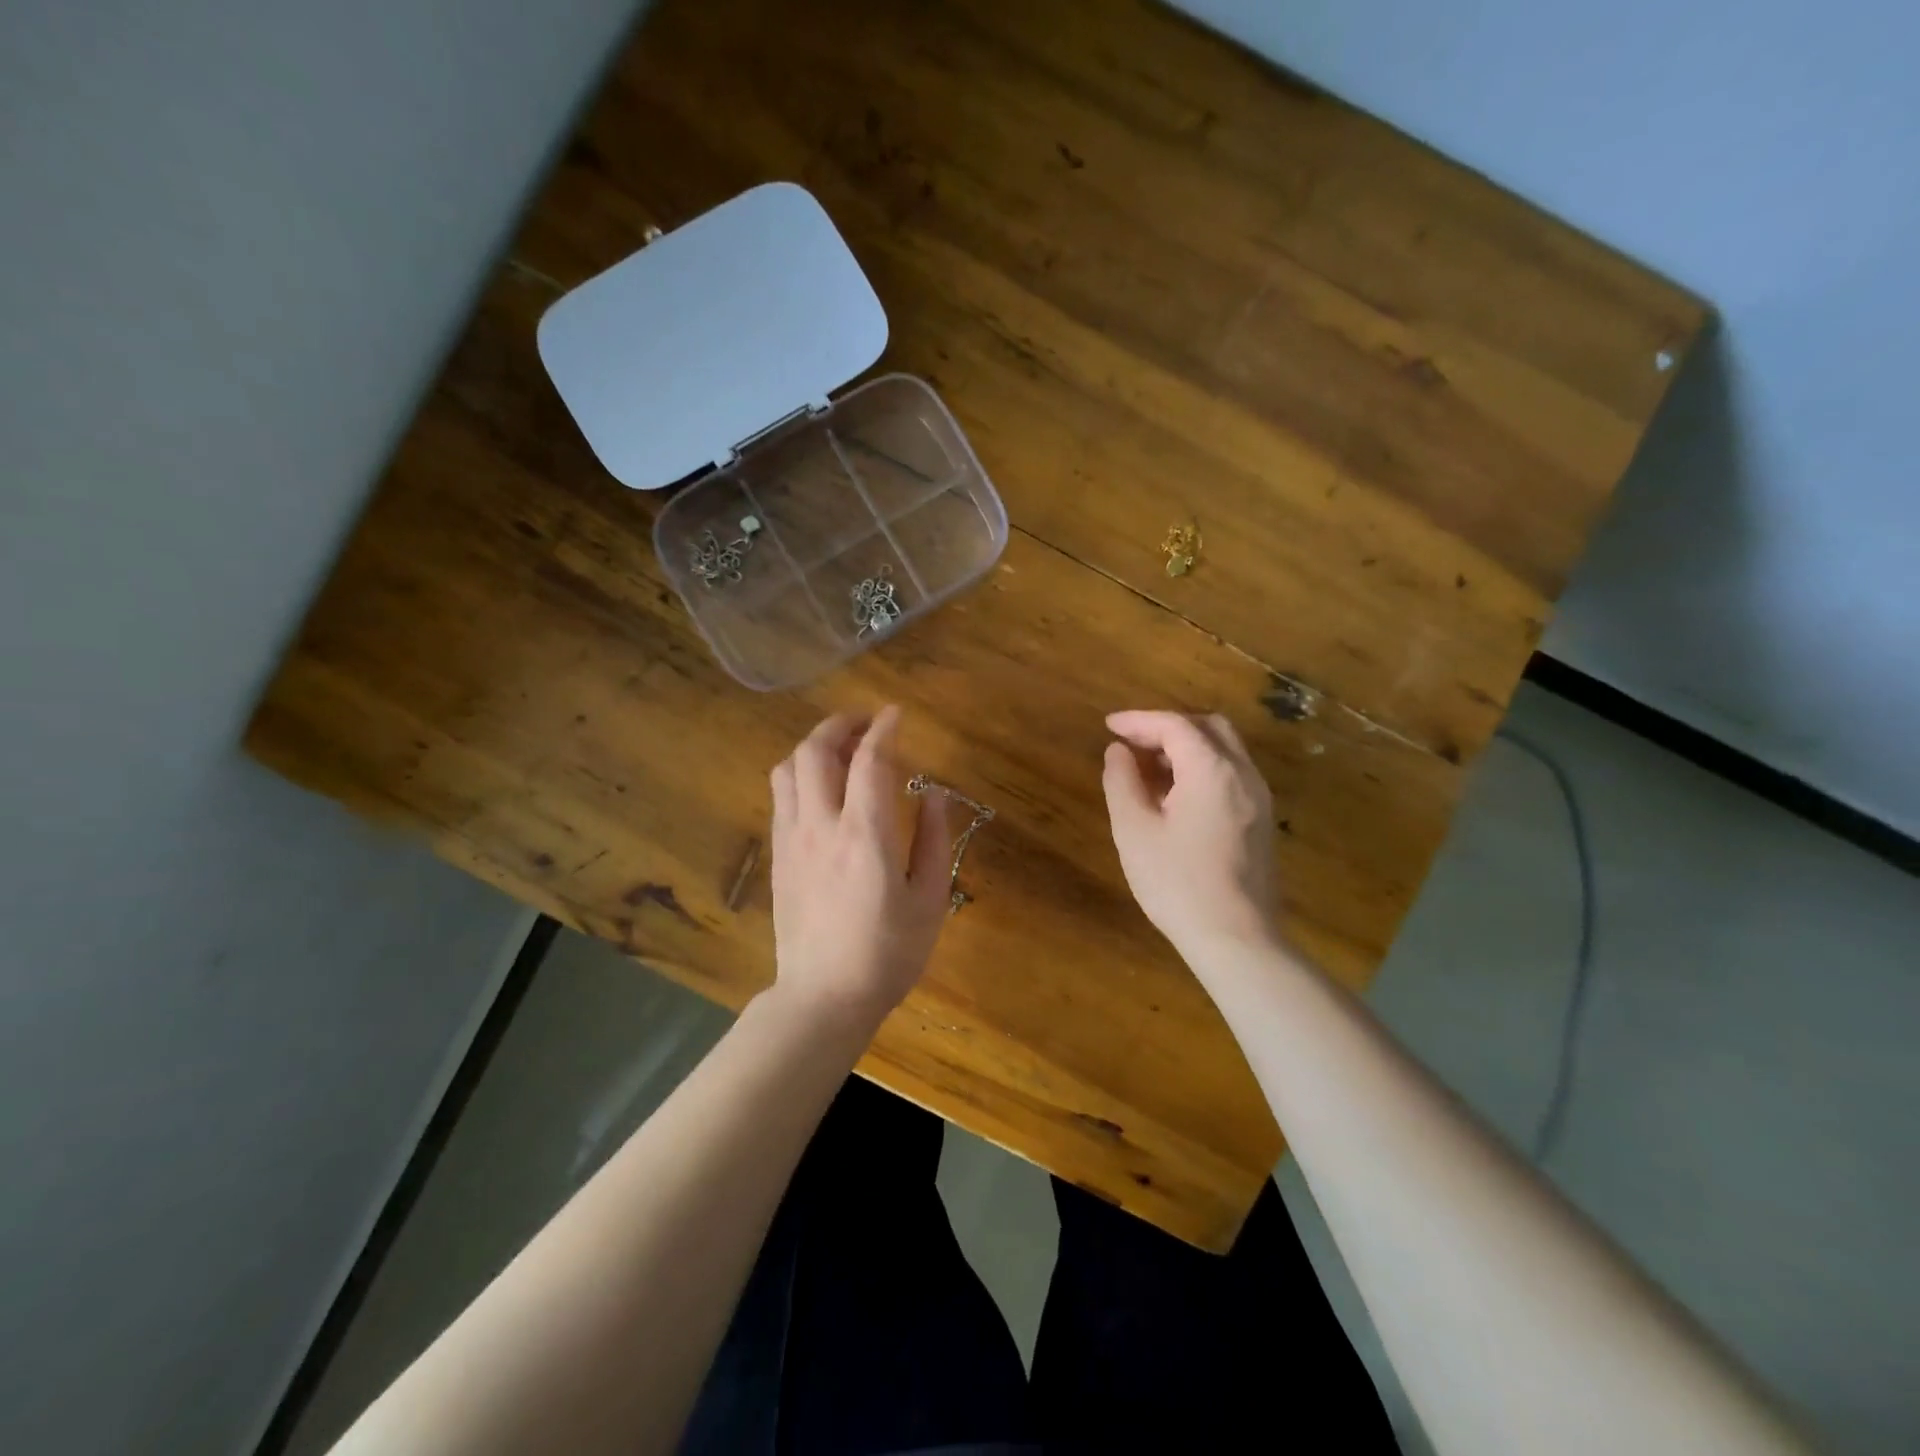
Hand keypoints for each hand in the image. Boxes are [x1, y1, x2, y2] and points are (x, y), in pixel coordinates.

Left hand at [768, 706, 951, 1030]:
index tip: (896, 714)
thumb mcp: (929, 900)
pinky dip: (801, 774)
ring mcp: (792, 839)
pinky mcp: (777, 856)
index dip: (884, 728)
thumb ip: (932, 840)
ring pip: (789, 768)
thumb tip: (933, 794)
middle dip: (840, 724)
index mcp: (866, 835)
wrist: (823, 997)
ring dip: (814, 746)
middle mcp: (821, 826)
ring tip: (842, 751)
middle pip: (815, 750)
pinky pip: (782, 796)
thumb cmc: (887, 953)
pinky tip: (822, 788)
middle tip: (866, 725)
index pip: (870, 760)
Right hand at [1102, 710, 1281, 961]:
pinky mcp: (1261, 821)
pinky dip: (1203, 768)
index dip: (1139, 720)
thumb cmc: (1177, 883)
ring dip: (1187, 748)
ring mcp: (1259, 798)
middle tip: (1134, 743)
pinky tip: (1177, 795)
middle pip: (1209, 727)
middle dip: (1168, 727)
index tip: (1109, 726)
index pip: (1175, 725)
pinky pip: (1232, 775)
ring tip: (1150, 769)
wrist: (1236, 938)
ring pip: (1225, 750)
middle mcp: (1243, 774)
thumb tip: (1118, 751)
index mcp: (1212, 769)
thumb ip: (1122, 781)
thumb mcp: (1134, 830)